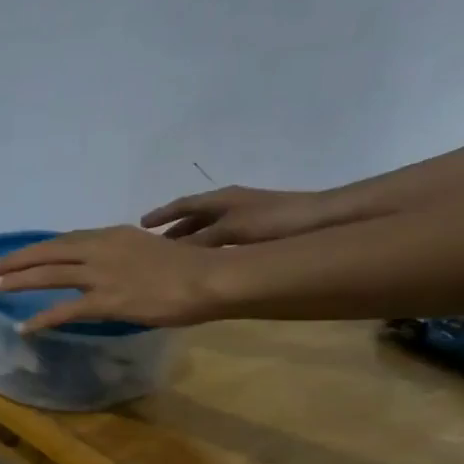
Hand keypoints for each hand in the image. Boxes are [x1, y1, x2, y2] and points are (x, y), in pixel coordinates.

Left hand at [0, 225, 219, 331]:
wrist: (209, 278)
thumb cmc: (190, 266)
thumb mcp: (151, 249)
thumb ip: (125, 255)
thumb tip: (110, 266)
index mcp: (112, 235)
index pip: (64, 240)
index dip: (37, 248)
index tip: (17, 254)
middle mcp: (100, 250)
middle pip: (48, 253)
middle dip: (16, 261)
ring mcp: (101, 275)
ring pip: (49, 275)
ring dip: (18, 281)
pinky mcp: (106, 301)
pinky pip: (65, 311)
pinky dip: (41, 319)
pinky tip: (24, 327)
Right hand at [141, 185, 335, 245]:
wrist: (323, 221)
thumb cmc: (275, 221)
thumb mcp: (229, 232)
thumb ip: (198, 243)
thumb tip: (169, 254)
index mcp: (220, 199)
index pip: (182, 205)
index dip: (161, 215)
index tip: (140, 226)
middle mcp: (230, 205)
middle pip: (193, 218)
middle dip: (173, 231)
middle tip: (153, 248)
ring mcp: (244, 217)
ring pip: (207, 230)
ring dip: (190, 242)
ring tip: (174, 259)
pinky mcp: (256, 231)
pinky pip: (220, 240)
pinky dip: (207, 249)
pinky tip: (204, 264)